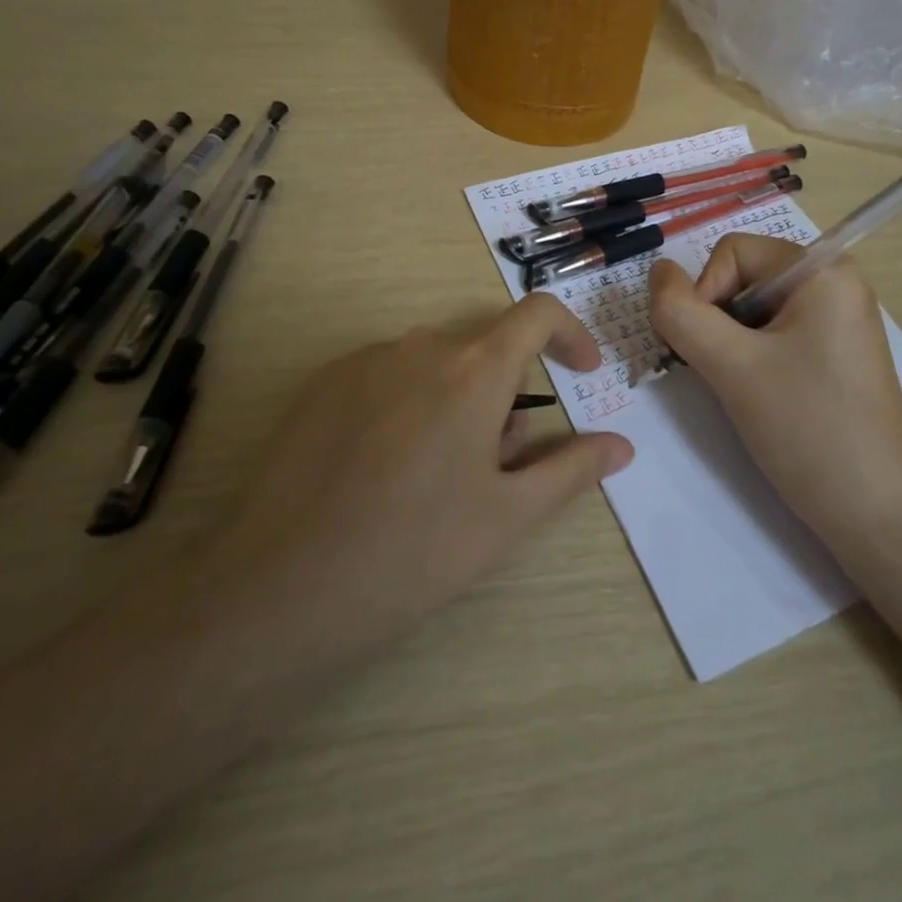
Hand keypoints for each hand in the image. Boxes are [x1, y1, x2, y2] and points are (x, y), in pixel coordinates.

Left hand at [211, 294, 633, 674]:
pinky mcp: (323, 383)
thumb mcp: (507, 516)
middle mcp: (420, 346)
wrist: (280, 588)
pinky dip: (408, 405)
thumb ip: (571, 469)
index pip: (537, 314)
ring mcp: (365, 360)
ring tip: (435, 480)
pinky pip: (388, 376)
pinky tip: (383, 472)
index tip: (582, 372)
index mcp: (473, 370)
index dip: (570, 334)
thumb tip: (621, 444)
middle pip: (484, 351)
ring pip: (435, 365)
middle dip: (505, 396)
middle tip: (496, 469)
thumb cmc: (413, 553)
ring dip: (456, 403)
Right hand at [648, 234, 901, 560]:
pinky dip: (753, 358)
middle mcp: (837, 283)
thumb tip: (657, 270)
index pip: (732, 252)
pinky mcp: (837, 354)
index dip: (705, 294)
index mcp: (824, 270)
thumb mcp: (732, 366)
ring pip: (755, 310)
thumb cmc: (807, 429)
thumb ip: (681, 312)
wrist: (876, 517)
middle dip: (717, 321)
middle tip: (723, 374)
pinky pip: (777, 335)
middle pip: (744, 277)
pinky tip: (762, 397)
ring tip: (743, 390)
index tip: (710, 351)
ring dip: (731, 344)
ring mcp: (840, 320)